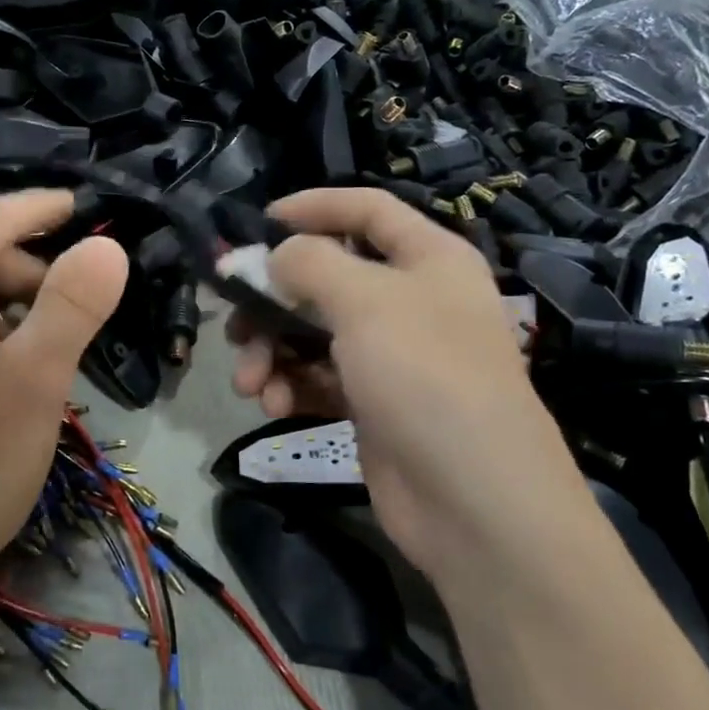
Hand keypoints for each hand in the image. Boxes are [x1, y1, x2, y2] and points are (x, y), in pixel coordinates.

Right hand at [229, 188, 581, 585]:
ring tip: (249, 381)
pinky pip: (319, 377)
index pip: (367, 209)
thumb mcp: (365, 301)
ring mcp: (392, 355)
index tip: (258, 223)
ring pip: (313, 332)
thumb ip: (309, 263)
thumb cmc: (425, 376)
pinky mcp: (373, 403)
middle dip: (274, 299)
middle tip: (234, 321)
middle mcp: (411, 300)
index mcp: (428, 258)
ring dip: (273, 351)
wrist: (475, 503)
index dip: (313, 206)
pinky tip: (272, 404)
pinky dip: (291, 386)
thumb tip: (273, 256)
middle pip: (327, 277)